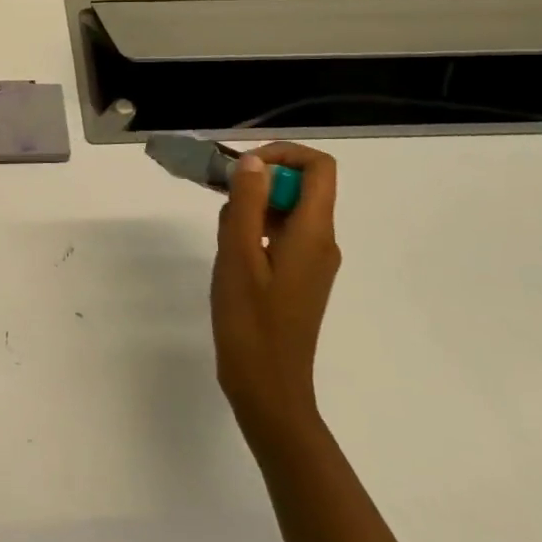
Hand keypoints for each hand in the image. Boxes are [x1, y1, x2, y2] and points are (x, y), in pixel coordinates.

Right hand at [210, 142, 341, 453]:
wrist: (268, 387)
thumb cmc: (251, 322)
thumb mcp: (238, 256)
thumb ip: (246, 205)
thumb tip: (253, 162)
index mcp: (313, 233)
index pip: (319, 168)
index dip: (283, 154)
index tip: (244, 168)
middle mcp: (321, 241)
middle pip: (302, 187)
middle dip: (260, 181)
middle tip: (220, 199)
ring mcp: (312, 261)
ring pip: (287, 211)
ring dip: (253, 207)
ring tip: (222, 235)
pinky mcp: (298, 277)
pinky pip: (281, 235)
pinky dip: (255, 230)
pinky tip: (230, 254)